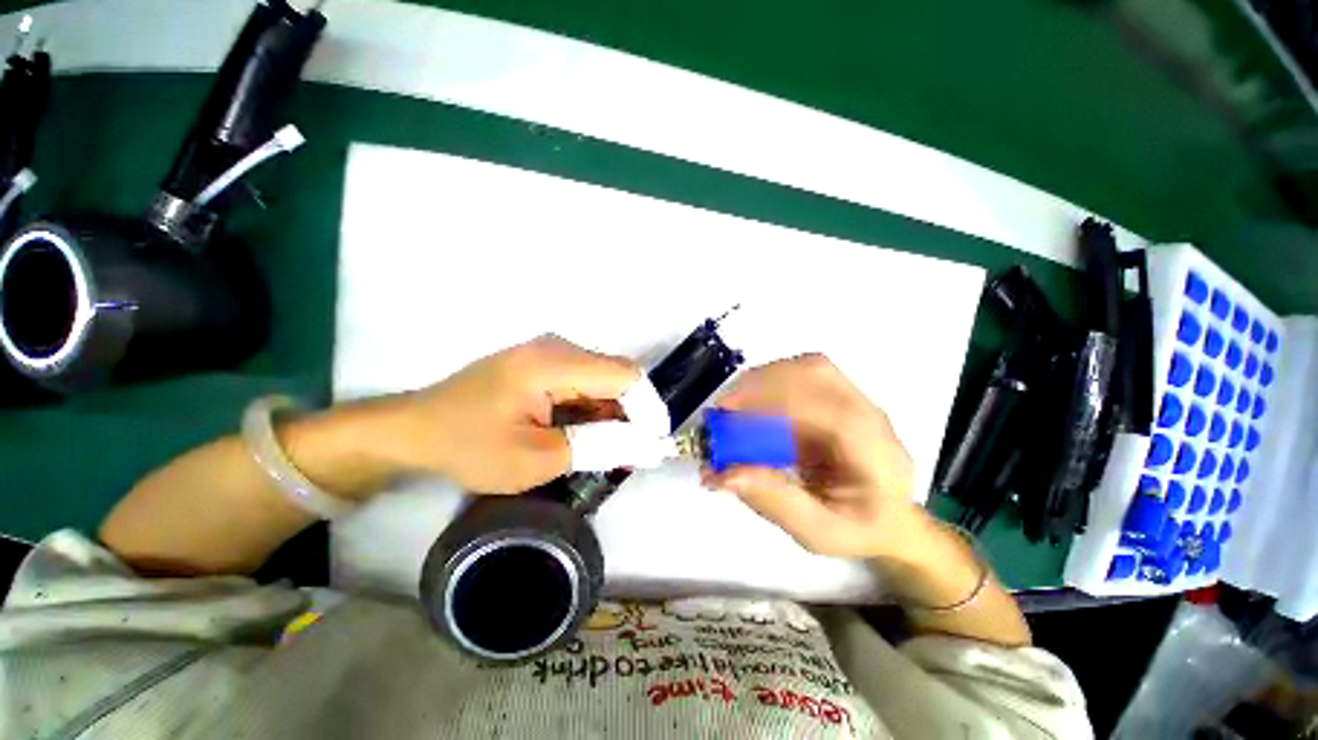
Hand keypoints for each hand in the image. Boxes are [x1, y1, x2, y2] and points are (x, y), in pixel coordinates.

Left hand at [381, 335, 640, 493]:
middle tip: (632, 455)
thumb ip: (598, 446)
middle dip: (632, 414)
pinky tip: (587, 435)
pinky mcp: (543, 363)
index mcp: (553, 363)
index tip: (654, 444)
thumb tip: (648, 445)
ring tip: (610, 450)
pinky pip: (585, 382)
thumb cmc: (469, 446)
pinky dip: (594, 409)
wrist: (415, 430)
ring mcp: (549, 353)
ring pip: (604, 379)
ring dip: (613, 414)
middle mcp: (558, 348)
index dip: (648, 408)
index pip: (626, 375)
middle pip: (617, 375)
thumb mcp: (537, 457)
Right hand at [705, 354, 918, 558]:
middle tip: (725, 408)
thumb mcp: (818, 533)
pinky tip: (753, 407)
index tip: (727, 411)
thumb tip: (726, 473)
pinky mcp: (838, 397)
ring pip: (808, 368)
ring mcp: (855, 400)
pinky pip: (801, 377)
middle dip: (763, 382)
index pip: (825, 408)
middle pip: (816, 373)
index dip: (774, 401)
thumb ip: (776, 503)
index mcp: (874, 451)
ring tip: (735, 405)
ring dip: (765, 379)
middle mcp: (868, 414)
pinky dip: (770, 384)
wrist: (889, 520)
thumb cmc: (858, 531)